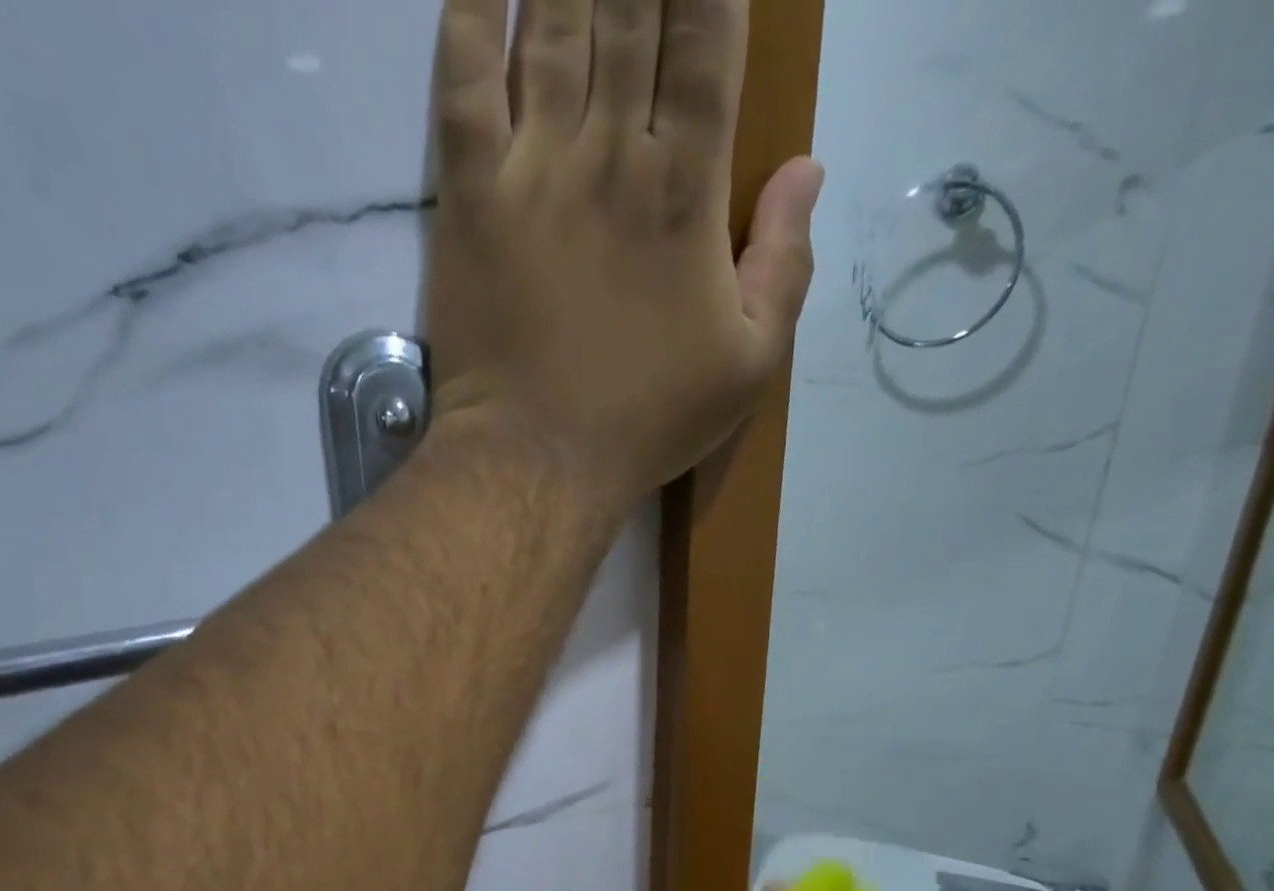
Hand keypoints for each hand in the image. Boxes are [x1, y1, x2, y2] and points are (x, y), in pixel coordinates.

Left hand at [424, 0, 823, 502]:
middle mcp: (615, 152)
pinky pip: (465, 76)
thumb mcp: (746, 368)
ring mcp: (536, 167)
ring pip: (555, 17)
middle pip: (632, 5)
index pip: (709, 38)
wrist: (538, 462)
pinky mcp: (471, 195)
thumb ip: (787, 266)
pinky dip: (471, 7)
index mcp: (689, 190)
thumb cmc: (645, 423)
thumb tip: (809, 170)